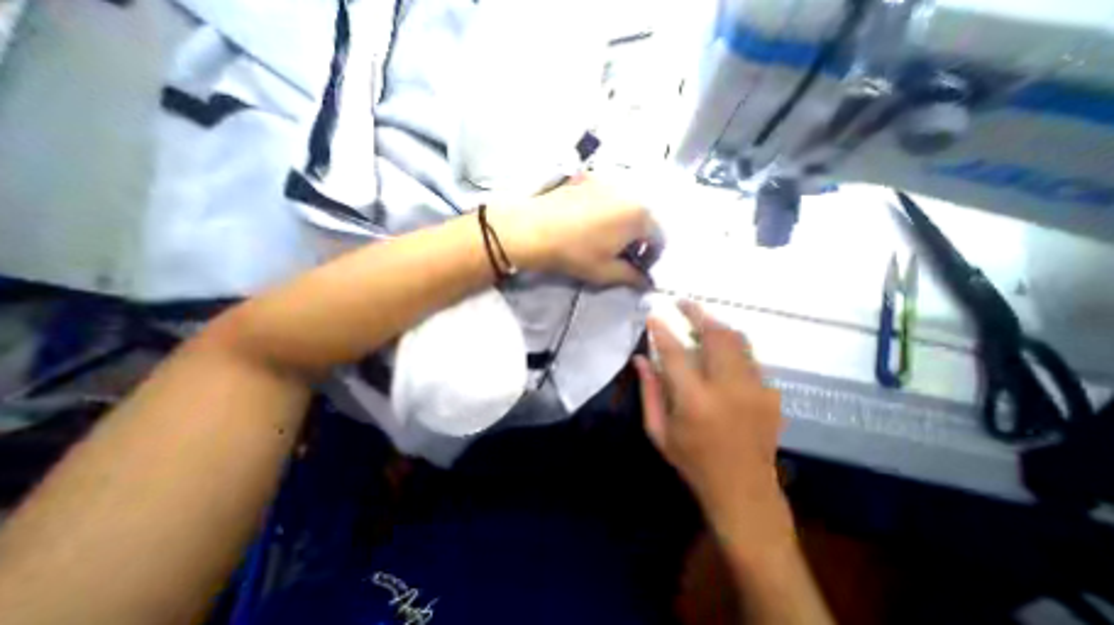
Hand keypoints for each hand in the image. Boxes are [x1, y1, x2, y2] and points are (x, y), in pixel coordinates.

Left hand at [490, 177, 653, 288]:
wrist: (534, 229)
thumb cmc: (575, 253)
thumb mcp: (606, 272)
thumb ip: (632, 277)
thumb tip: (646, 283)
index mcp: (639, 216)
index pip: (659, 238)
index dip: (652, 256)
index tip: (638, 267)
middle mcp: (630, 193)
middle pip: (645, 219)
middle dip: (639, 239)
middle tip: (621, 253)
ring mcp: (609, 181)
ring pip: (627, 205)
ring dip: (624, 222)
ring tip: (606, 237)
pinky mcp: (590, 177)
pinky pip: (609, 195)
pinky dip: (609, 208)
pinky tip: (591, 220)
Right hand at [636, 302, 792, 540]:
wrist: (744, 492)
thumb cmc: (693, 462)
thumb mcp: (659, 431)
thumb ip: (649, 391)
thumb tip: (640, 359)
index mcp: (695, 401)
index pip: (675, 353)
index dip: (662, 330)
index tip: (653, 315)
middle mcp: (728, 389)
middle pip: (715, 336)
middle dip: (697, 313)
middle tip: (682, 303)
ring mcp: (755, 389)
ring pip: (737, 340)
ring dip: (716, 324)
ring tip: (700, 318)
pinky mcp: (770, 393)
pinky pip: (749, 356)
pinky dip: (731, 344)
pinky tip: (719, 346)